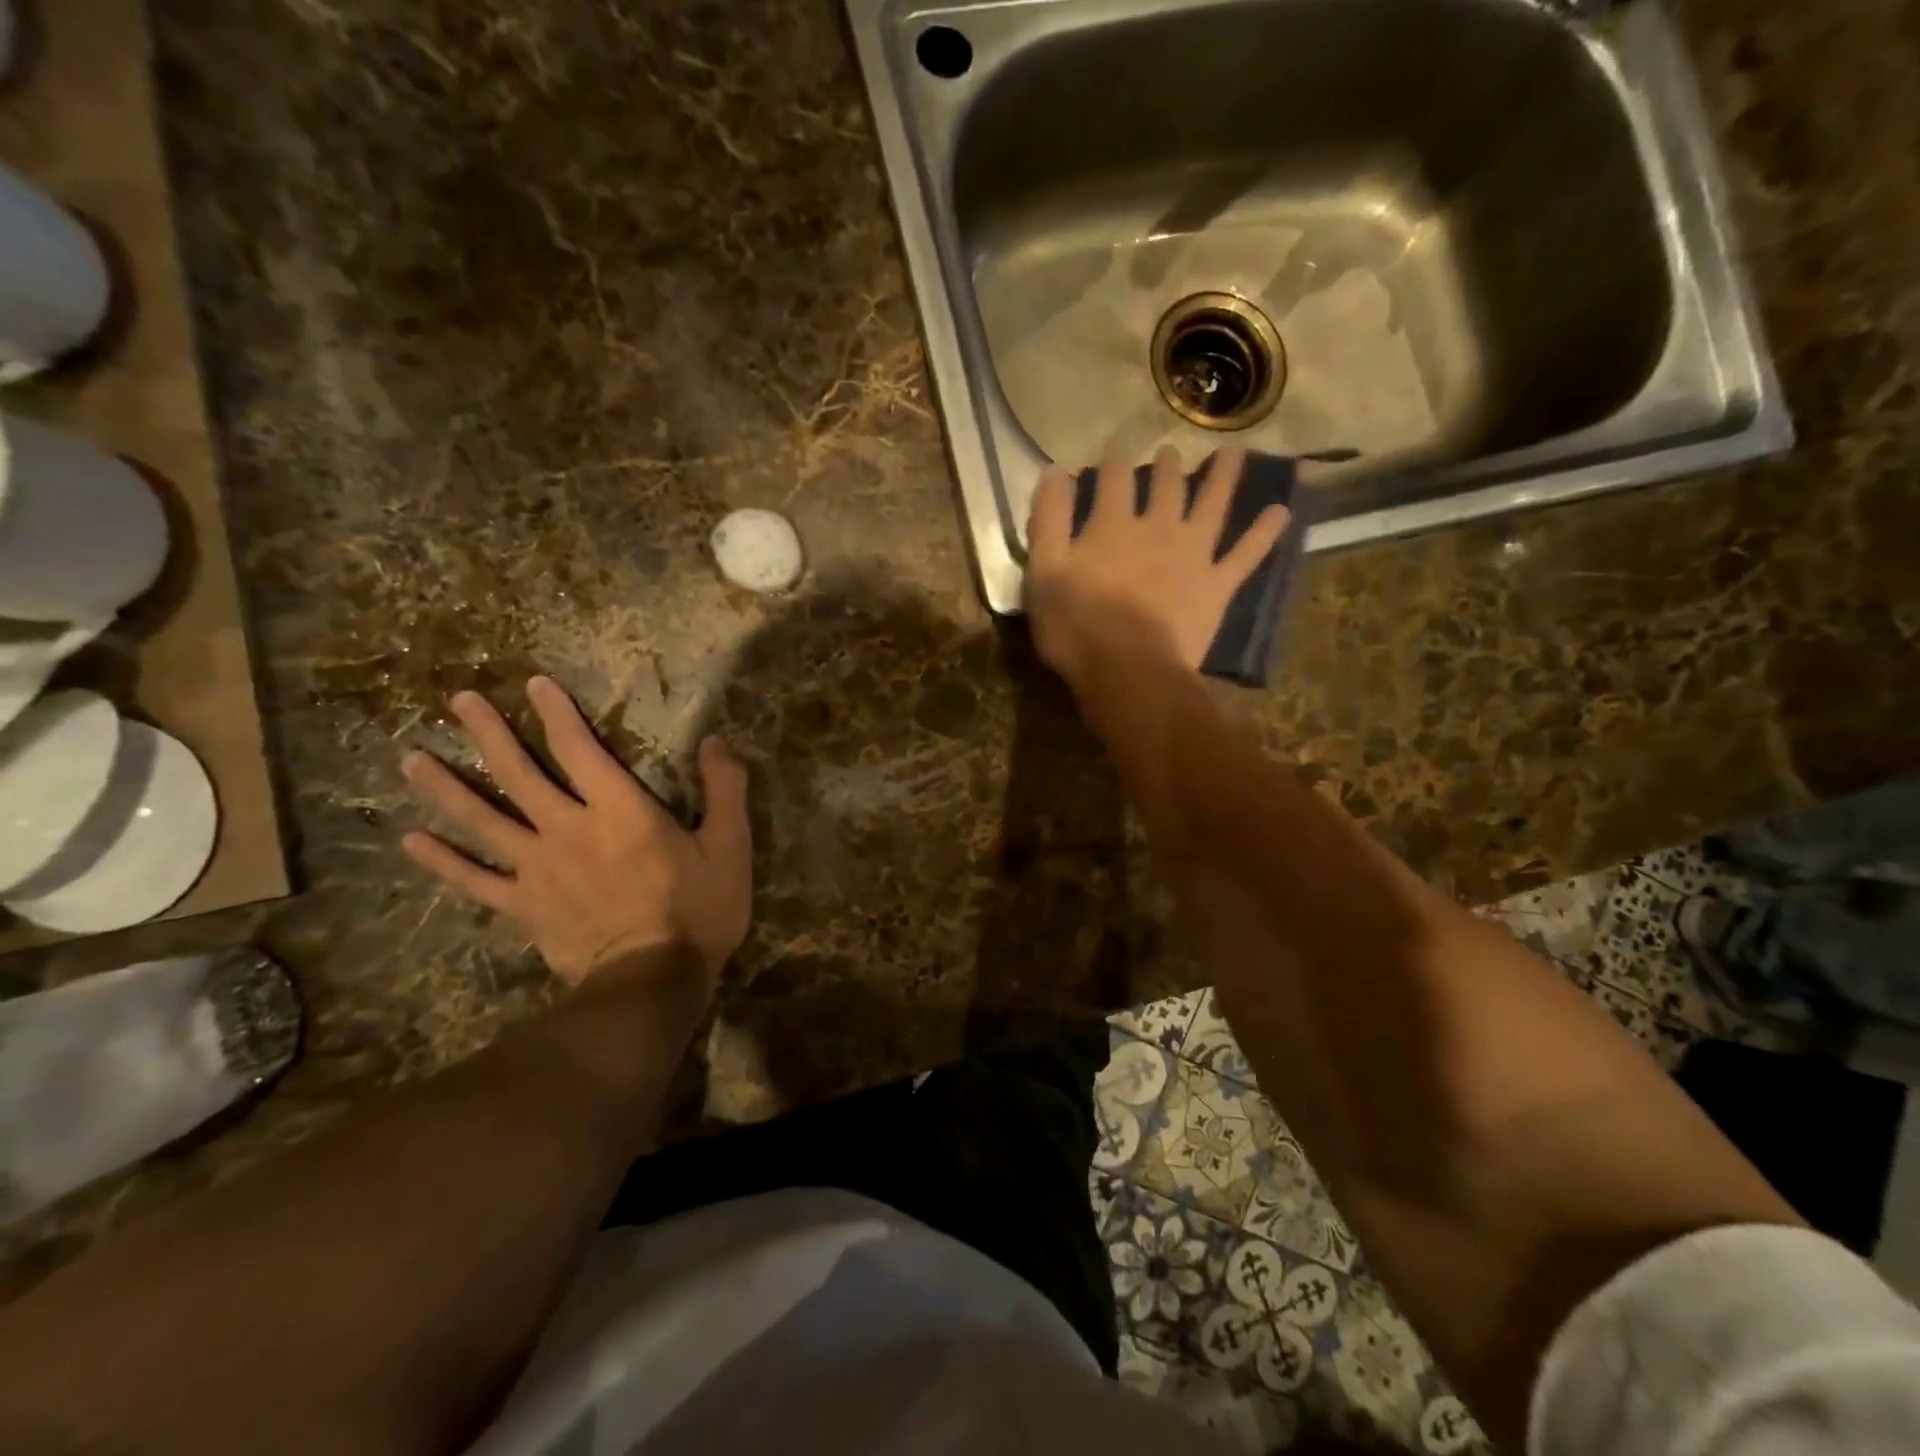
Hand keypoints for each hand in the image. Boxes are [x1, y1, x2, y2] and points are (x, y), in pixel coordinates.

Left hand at [399, 677, 751, 990]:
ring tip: (412, 759)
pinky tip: (411, 842)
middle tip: (459, 701)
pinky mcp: (523, 906)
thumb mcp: (730, 846)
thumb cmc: (699, 910)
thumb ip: (724, 789)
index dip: (557, 713)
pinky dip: (442, 861)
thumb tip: (715, 741)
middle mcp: (569, 828)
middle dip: (489, 733)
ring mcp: (538, 868)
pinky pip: (474, 880)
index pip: (580, 749)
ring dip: (447, 787)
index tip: (535, 684)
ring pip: (483, 820)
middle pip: (519, 773)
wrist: (652, 981)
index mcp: (620, 810)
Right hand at [1024, 445, 1289, 687]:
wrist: (1128, 670)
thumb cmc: (1076, 626)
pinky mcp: (1217, 585)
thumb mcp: (1044, 571)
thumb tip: (1054, 470)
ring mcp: (1193, 555)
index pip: (1112, 479)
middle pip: (1165, 486)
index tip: (1114, 446)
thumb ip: (1048, 519)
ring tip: (1234, 455)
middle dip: (1165, 465)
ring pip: (1212, 506)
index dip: (1111, 460)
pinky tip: (1282, 513)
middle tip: (1169, 451)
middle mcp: (1158, 527)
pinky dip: (1264, 534)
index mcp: (1112, 525)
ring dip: (1223, 478)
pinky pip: (1246, 554)